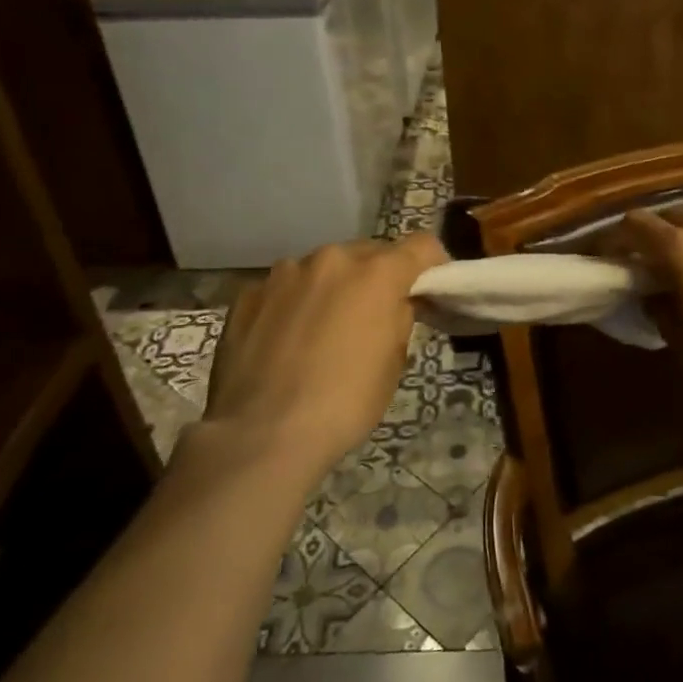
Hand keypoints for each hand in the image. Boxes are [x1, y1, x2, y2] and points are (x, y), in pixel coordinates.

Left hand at [200, 234, 446, 482]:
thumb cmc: (344, 402)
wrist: (261, 435)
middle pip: (370, 253)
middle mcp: (332, 259)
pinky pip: (286, 288)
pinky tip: (287, 340)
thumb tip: (397, 304)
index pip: (422, 246)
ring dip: (334, 287)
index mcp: (377, 273)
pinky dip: (295, 303)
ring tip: (324, 329)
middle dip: (379, 277)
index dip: (433, 265)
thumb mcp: (393, 363)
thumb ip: (400, 318)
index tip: (430, 291)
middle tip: (375, 315)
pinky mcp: (249, 293)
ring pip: (324, 268)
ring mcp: (286, 273)